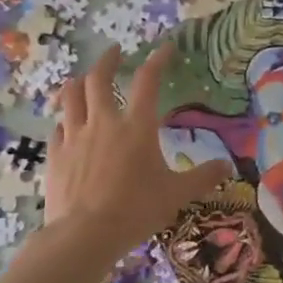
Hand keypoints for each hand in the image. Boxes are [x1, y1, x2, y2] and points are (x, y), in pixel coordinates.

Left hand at [45, 45, 232, 253]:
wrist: (85, 234)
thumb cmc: (136, 210)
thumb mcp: (177, 194)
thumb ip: (202, 177)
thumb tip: (227, 166)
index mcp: (137, 126)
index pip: (147, 81)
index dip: (157, 60)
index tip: (164, 48)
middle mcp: (103, 122)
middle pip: (99, 79)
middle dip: (108, 60)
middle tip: (115, 52)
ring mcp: (75, 137)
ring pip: (71, 97)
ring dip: (78, 82)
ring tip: (82, 79)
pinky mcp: (56, 155)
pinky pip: (58, 127)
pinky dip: (64, 119)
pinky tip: (67, 124)